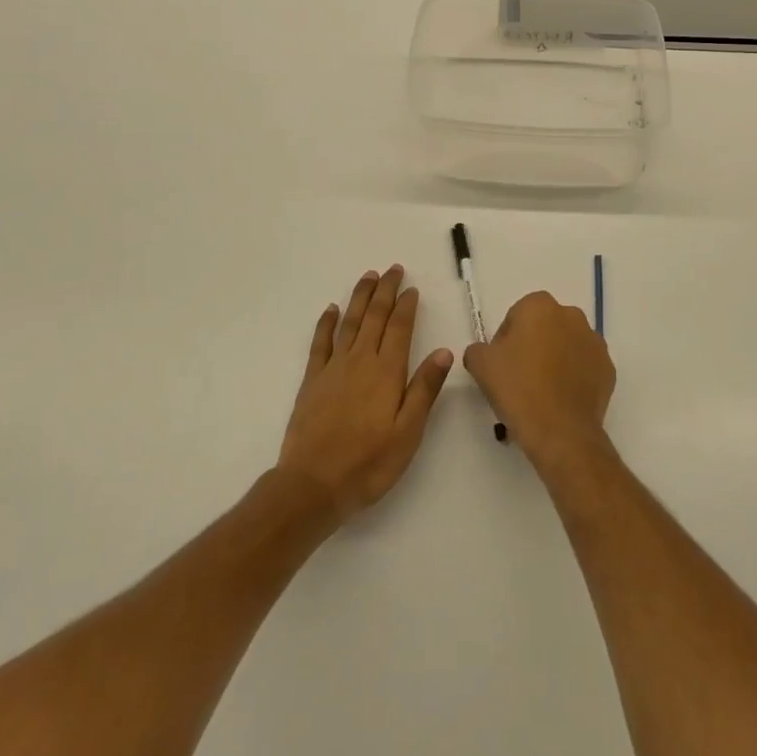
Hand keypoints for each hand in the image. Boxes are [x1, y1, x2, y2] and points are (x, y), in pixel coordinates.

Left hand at [277, 266, 453, 524]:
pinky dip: (326, 323)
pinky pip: (320, 342)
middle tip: (393, 269)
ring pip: (349, 322)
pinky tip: (331, 309)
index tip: (412, 288)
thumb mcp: (408, 432)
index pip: (400, 328)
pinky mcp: (312, 381)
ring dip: (360, 297)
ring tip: (369, 277)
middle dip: (385, 291)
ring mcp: (333, 368)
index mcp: (387, 372)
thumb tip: (444, 351)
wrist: (312, 485)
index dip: (407, 306)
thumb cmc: (368, 463)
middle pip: (375, 317)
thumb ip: (424, 389)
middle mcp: (361, 361)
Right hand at [463, 291, 613, 466]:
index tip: (501, 366)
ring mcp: (594, 342)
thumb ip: (478, 349)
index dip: (505, 341)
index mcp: (540, 306)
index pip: (516, 316)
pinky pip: (584, 368)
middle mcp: (571, 316)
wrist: (560, 432)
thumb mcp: (481, 365)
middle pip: (544, 329)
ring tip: (540, 395)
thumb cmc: (518, 389)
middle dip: (532, 348)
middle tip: (518, 380)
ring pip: (566, 347)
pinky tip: (560, 402)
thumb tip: (486, 352)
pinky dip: (573, 379)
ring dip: (554, 362)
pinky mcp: (608, 369)